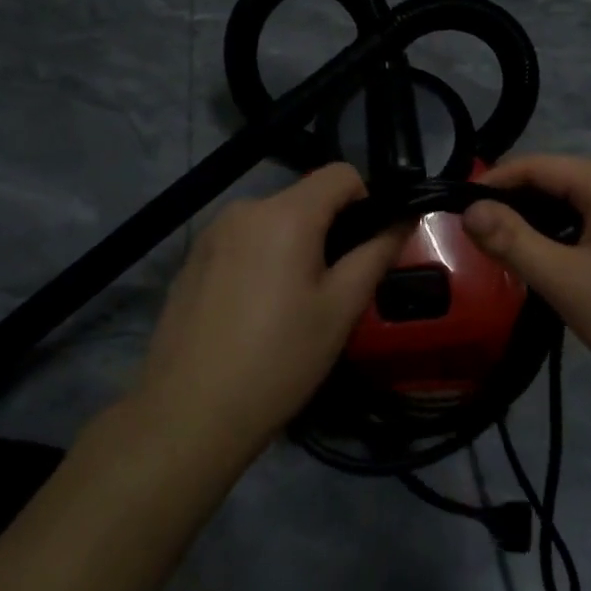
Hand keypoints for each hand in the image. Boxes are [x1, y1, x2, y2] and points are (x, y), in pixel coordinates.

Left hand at [138, 164, 404, 454]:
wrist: (187, 416)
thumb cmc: (278, 360)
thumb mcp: (341, 309)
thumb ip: (377, 253)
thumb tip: (404, 218)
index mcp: (285, 213)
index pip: (341, 174)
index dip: (366, 201)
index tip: (367, 246)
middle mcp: (245, 209)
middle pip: (305, 198)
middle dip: (329, 230)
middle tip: (333, 289)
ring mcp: (212, 233)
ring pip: (273, 221)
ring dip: (294, 245)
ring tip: (292, 306)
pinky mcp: (192, 259)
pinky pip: (243, 242)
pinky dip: (261, 260)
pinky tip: (253, 313)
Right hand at [462, 156, 590, 402]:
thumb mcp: (566, 279)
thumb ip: (513, 241)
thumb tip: (469, 210)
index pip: (535, 165)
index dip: (493, 183)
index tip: (456, 211)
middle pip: (551, 181)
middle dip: (512, 205)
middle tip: (475, 240)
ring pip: (568, 204)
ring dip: (534, 224)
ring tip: (502, 254)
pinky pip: (586, 223)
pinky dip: (559, 237)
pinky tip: (544, 264)